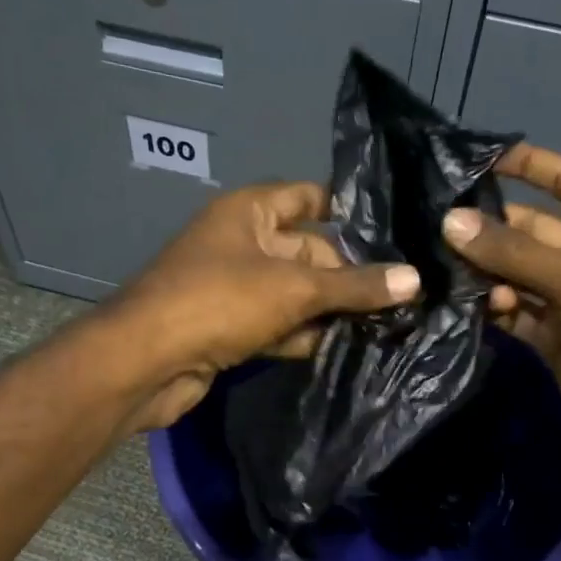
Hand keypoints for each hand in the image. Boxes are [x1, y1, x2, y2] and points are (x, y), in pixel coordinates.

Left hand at [110, 181, 419, 430]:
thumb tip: (415, 280)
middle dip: (349, 274)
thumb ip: (353, 286)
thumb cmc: (218, 302)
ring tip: (391, 323)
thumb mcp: (294, 289)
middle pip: (308, 251)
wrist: (146, 363)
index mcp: (249, 212)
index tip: (395, 230)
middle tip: (405, 293)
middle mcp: (242, 244)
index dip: (347, 210)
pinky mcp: (231, 329)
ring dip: (331, 310)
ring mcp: (235, 289)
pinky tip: (347, 349)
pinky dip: (305, 336)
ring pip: (295, 294)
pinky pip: (278, 326)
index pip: (307, 198)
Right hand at [441, 144, 560, 469]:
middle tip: (437, 225)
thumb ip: (514, 253)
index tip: (483, 159)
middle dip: (492, 228)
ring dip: (486, 272)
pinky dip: (492, 309)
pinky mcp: (552, 338)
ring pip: (517, 275)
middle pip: (533, 232)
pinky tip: (464, 305)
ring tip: (441, 268)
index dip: (532, 166)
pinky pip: (514, 314)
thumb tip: (451, 223)